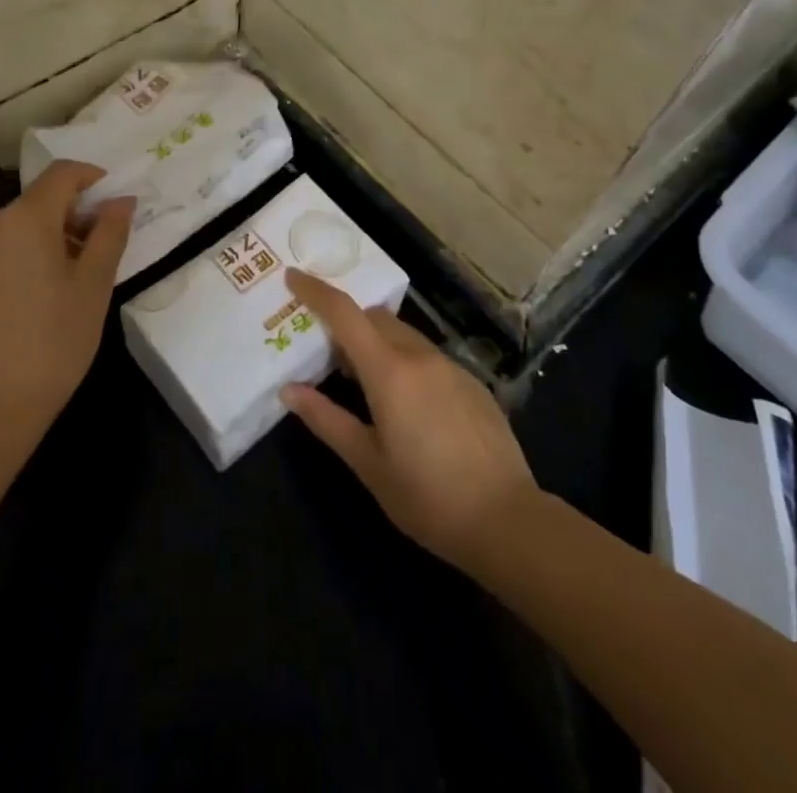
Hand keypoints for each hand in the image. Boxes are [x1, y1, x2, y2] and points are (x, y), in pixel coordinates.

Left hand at [0, 161, 134, 462]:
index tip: (115, 204)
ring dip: (49, 236)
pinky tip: (38, 297)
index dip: (93, 178)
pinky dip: (24, 255)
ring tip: (72, 278)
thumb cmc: (52, 343)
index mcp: (24, 219)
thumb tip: (121, 200)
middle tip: (101, 250)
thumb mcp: (94, 286)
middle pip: (39, 200)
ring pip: (18, 226)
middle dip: (74, 214)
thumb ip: (110, 233)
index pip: (62, 173)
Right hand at [279, 270, 535, 571]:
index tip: (292, 277)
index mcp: (390, 371)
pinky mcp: (472, 383)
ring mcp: (451, 367)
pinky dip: (404, 361)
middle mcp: (420, 356)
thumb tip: (289, 390)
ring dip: (376, 343)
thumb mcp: (368, 463)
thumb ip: (327, 420)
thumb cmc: (428, 496)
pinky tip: (406, 404)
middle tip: (325, 350)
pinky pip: (427, 356)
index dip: (315, 290)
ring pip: (402, 335)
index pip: (344, 313)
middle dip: (346, 323)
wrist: (508, 520)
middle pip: (374, 318)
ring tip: (361, 380)